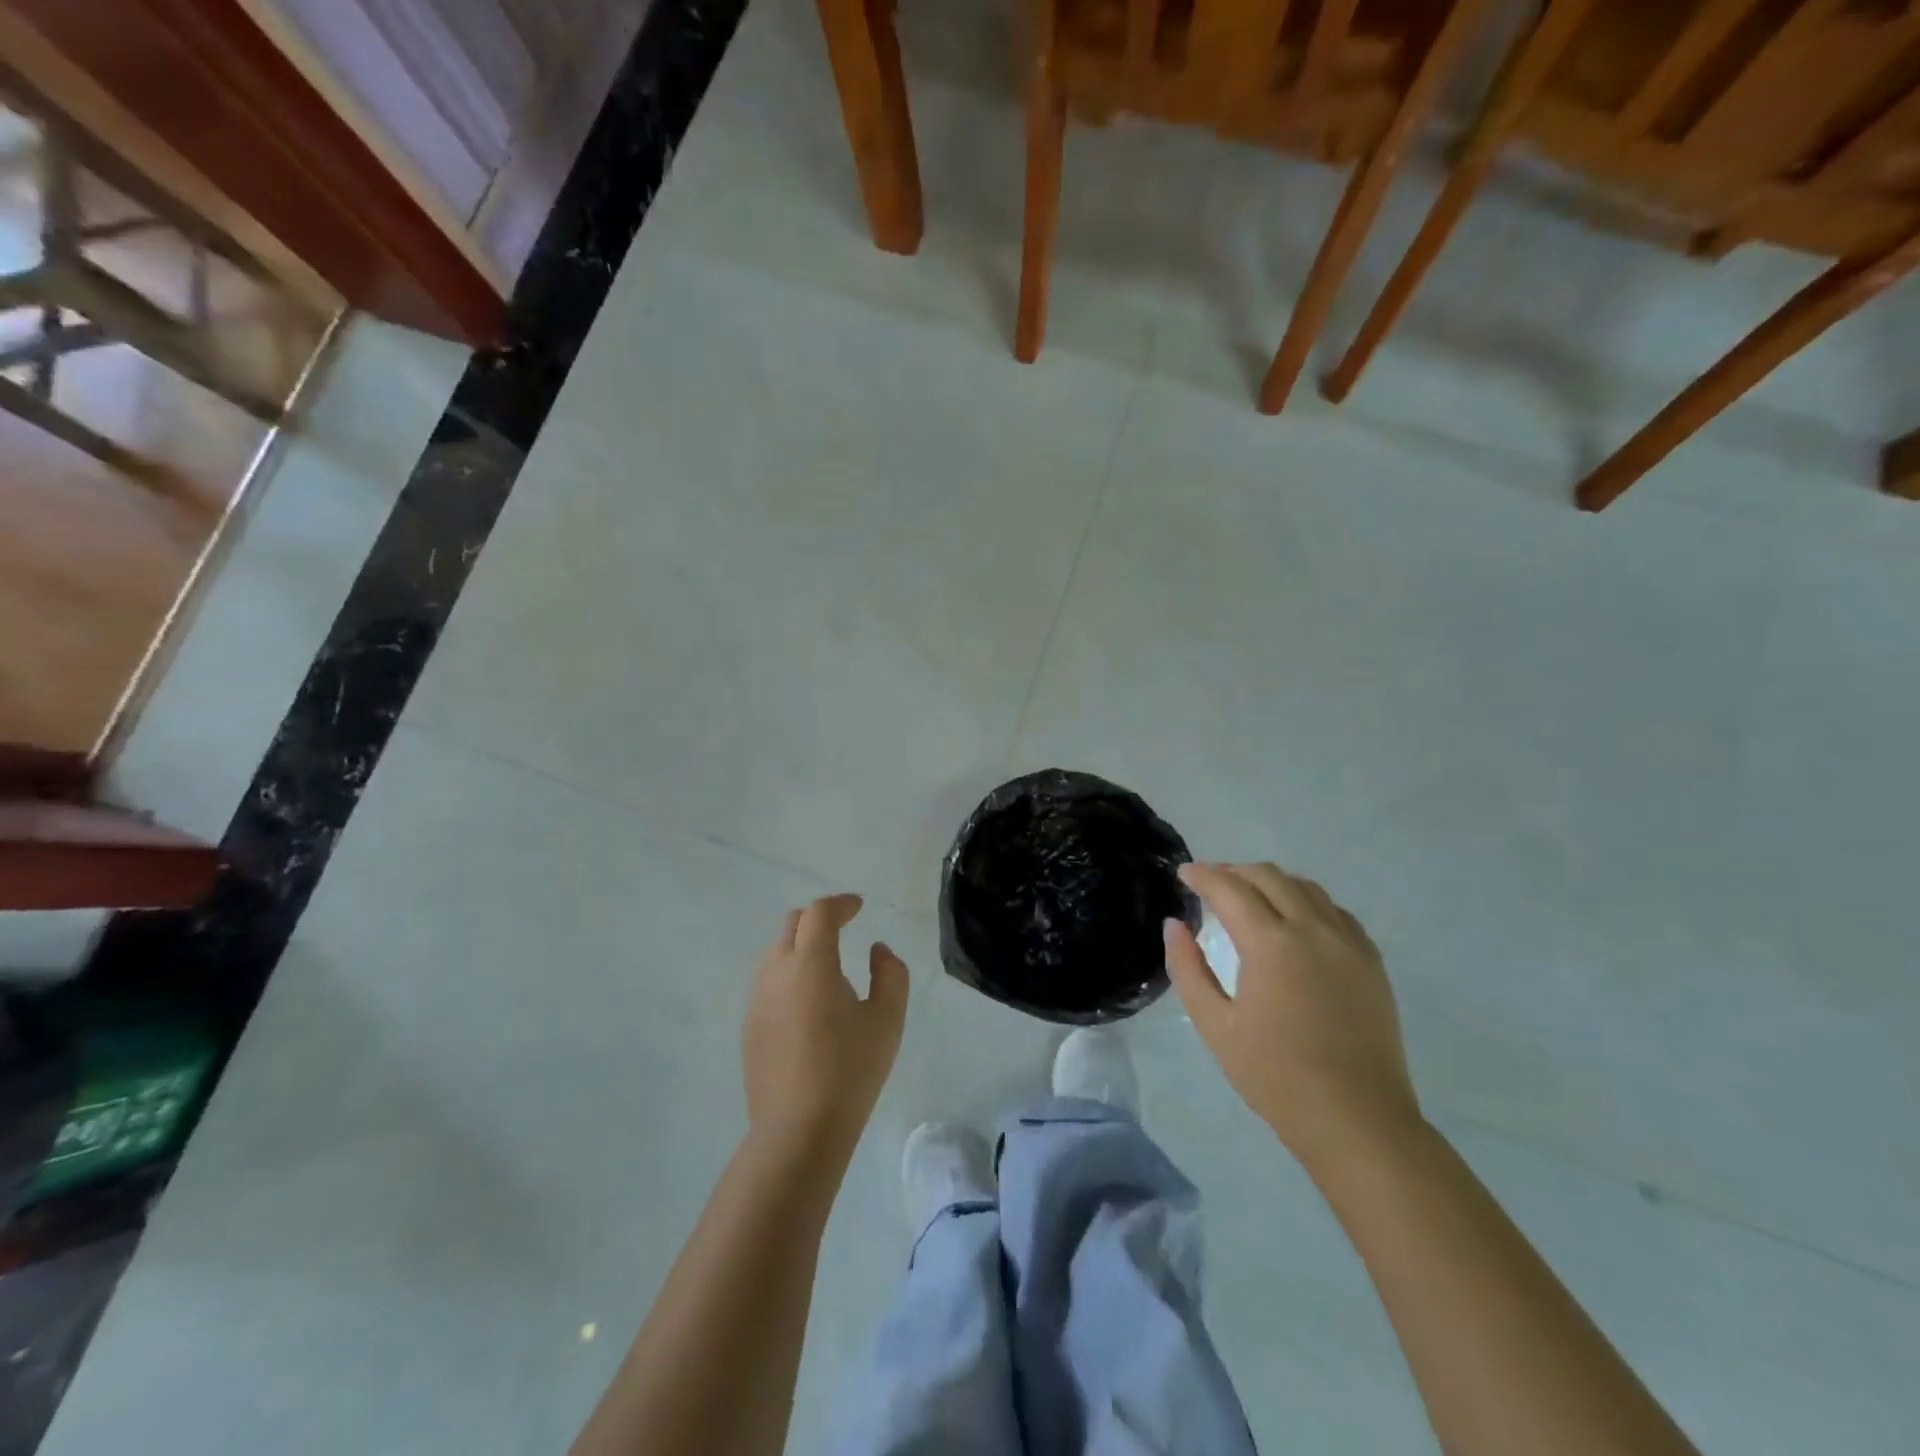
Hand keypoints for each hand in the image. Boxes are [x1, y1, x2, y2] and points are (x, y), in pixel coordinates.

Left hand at [742, 894, 909, 1162]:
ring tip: (827, 968)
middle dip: (819, 918)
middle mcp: (777, 972)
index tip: (859, 908)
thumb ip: (890, 973)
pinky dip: (788, 974)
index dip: (841, 903)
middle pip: (793, 924)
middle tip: (844, 929)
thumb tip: (877, 950)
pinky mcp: (749, 1027)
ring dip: (801, 946)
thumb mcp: (887, 1019)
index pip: (820, 912)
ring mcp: (757, 1000)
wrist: (798, 1131)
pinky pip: (768, 982)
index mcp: (811, 963)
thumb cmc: (850, 1070)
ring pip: (776, 952)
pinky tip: (807, 1004)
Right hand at [1164, 863, 1422, 1175]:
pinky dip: (1306, 902)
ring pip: (1306, 887)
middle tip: (1210, 882)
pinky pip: (1335, 911)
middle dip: (1234, 871)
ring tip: (1249, 896)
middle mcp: (1312, 929)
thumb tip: (1174, 925)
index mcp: (1271, 943)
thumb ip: (1188, 968)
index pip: (1229, 888)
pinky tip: (1295, 921)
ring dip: (1271, 882)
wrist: (1356, 1119)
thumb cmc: (1275, 1075)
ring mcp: (1348, 942)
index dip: (1202, 875)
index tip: (1183, 873)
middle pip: (1269, 877)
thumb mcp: (1215, 1025)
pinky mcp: (1371, 961)